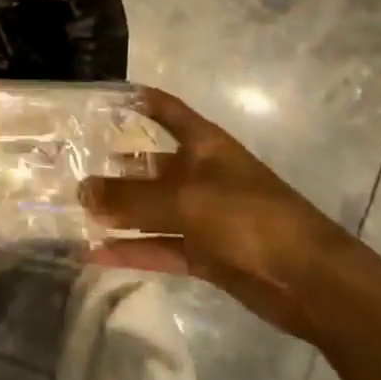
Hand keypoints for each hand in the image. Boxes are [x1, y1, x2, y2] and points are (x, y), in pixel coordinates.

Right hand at [80, 86, 380, 342]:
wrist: (311, 281)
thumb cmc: (248, 217)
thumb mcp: (184, 200)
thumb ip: (130, 197)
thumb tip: (82, 192)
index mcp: (203, 144)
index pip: (164, 109)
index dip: (136, 99)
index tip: (99, 98)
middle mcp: (200, 174)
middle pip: (149, 164)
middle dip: (113, 167)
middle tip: (69, 168)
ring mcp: (203, 215)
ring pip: (150, 209)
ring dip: (117, 213)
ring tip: (74, 212)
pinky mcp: (205, 253)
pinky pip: (158, 246)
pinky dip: (131, 249)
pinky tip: (94, 253)